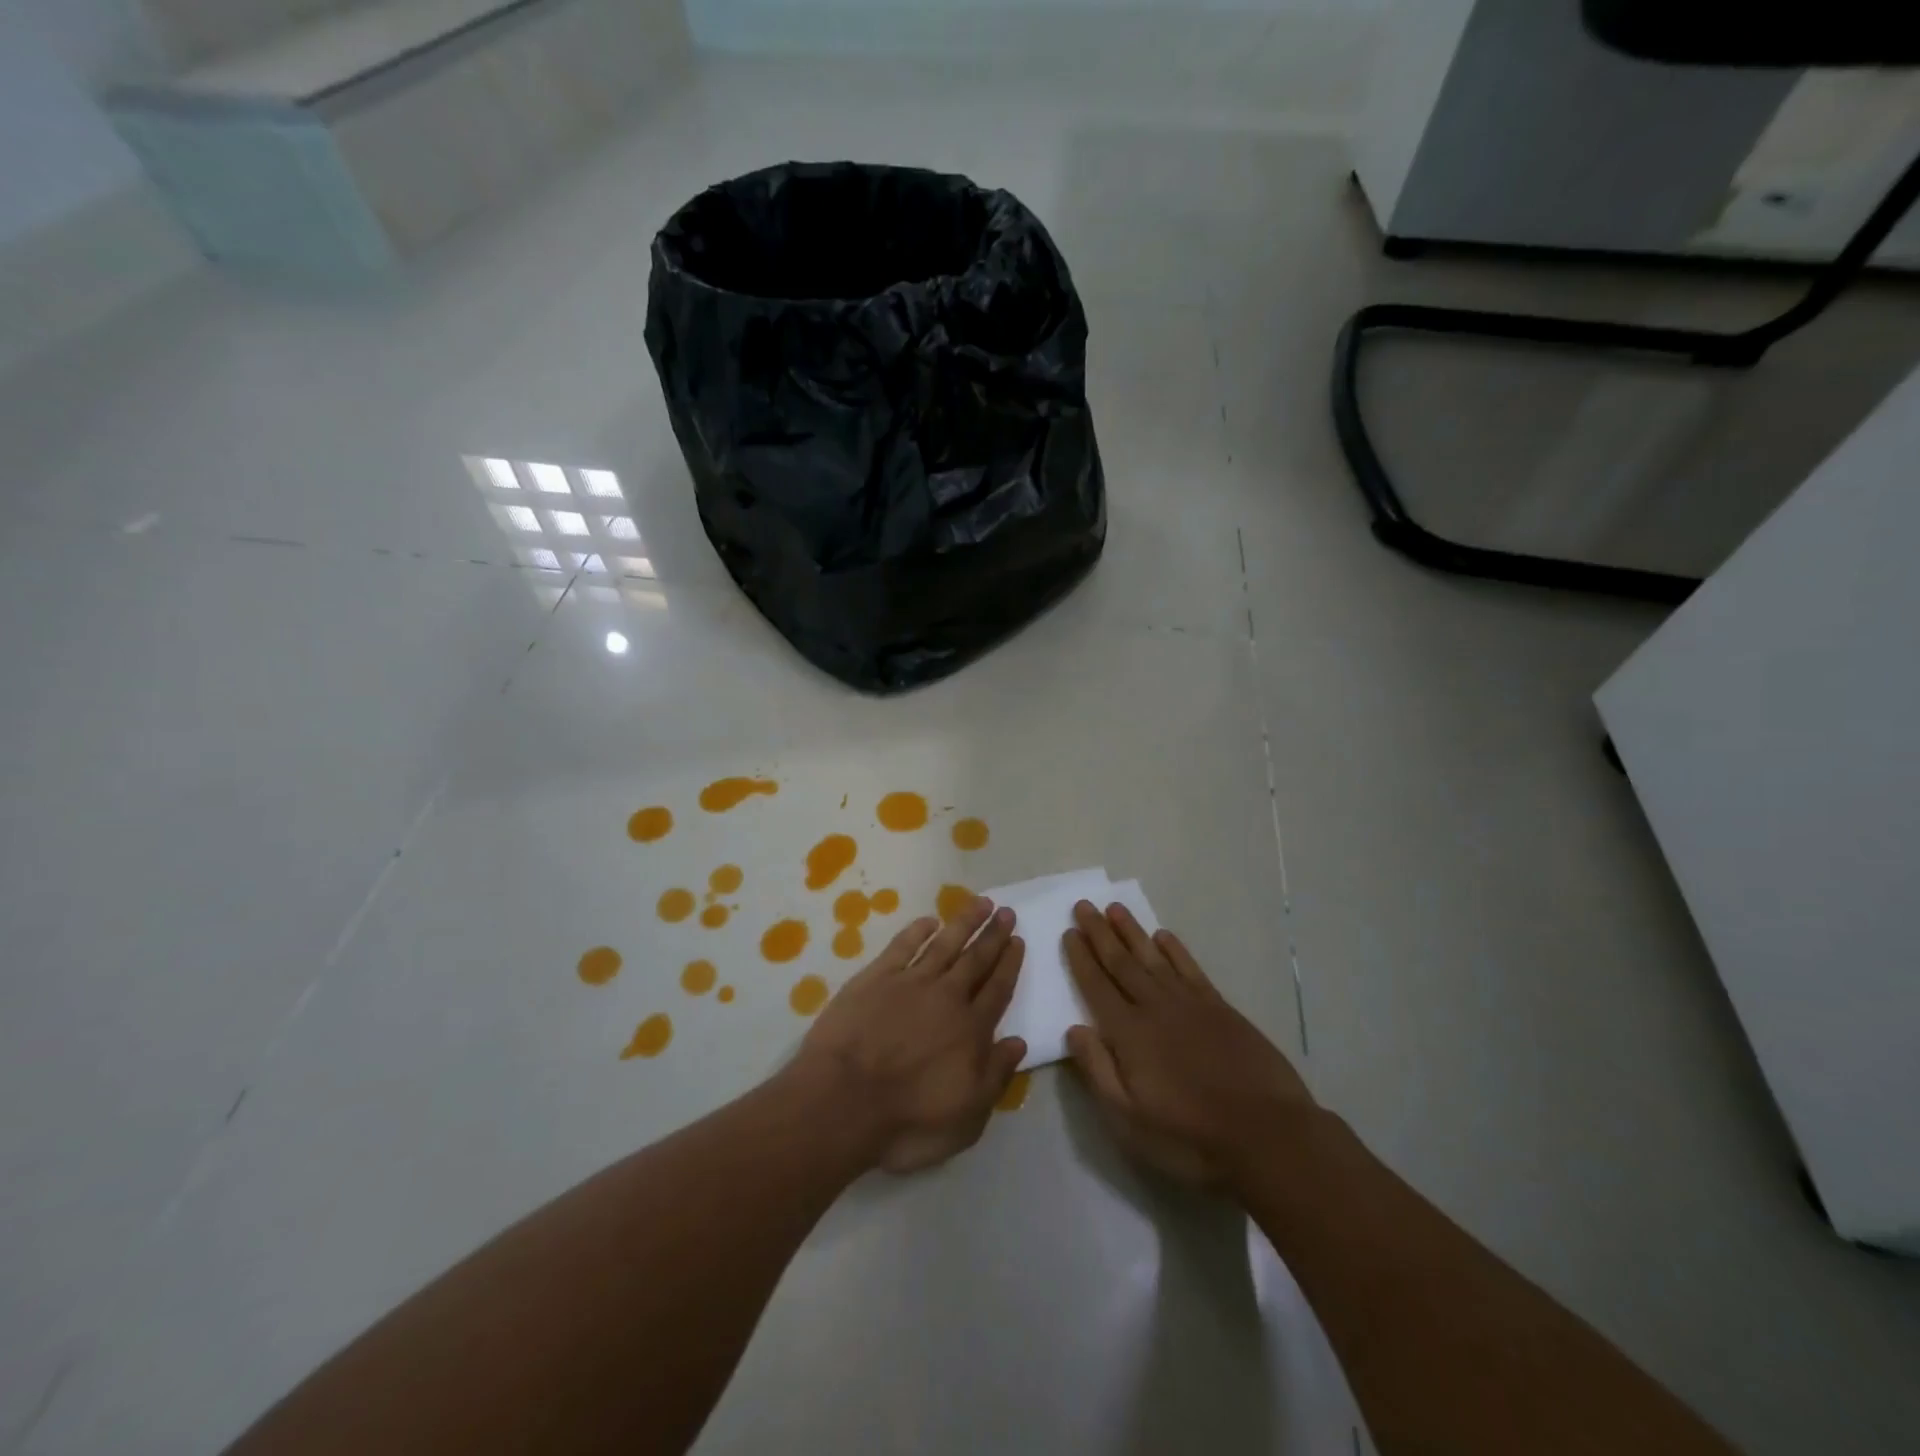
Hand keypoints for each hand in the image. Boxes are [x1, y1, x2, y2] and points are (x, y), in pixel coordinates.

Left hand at [789, 898, 1026, 1174]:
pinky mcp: (876, 977)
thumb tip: (1018, 1042)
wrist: (843, 1102)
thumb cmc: (907, 1121)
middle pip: (976, 960)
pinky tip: (929, 920)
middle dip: (993, 935)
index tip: (1018, 939)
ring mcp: (910, 982)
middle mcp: (947, 998)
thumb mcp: (967, 1118)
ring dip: (964, 922)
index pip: (997, 989)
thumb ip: (995, 1076)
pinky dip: (918, 930)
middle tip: (1007, 911)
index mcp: (971, 1030)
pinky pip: (904, 945)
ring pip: (945, 943)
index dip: (1009, 963)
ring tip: (981, 902)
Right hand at [1063, 901, 1313, 1186]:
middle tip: (1084, 905)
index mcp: (1128, 1034)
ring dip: (1132, 931)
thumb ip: (1098, 1070)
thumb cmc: (1190, 1136)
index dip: (1081, 959)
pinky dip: (1174, 950)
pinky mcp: (1220, 1008)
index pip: (1096, 986)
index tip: (1068, 932)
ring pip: (1153, 957)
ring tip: (1115, 908)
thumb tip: (1073, 1029)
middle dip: (1099, 934)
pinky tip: (1163, 936)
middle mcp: (1155, 1008)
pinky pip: (1190, 968)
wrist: (1268, 1136)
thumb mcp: (1129, 1120)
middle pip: (1121, 963)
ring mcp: (1190, 1004)